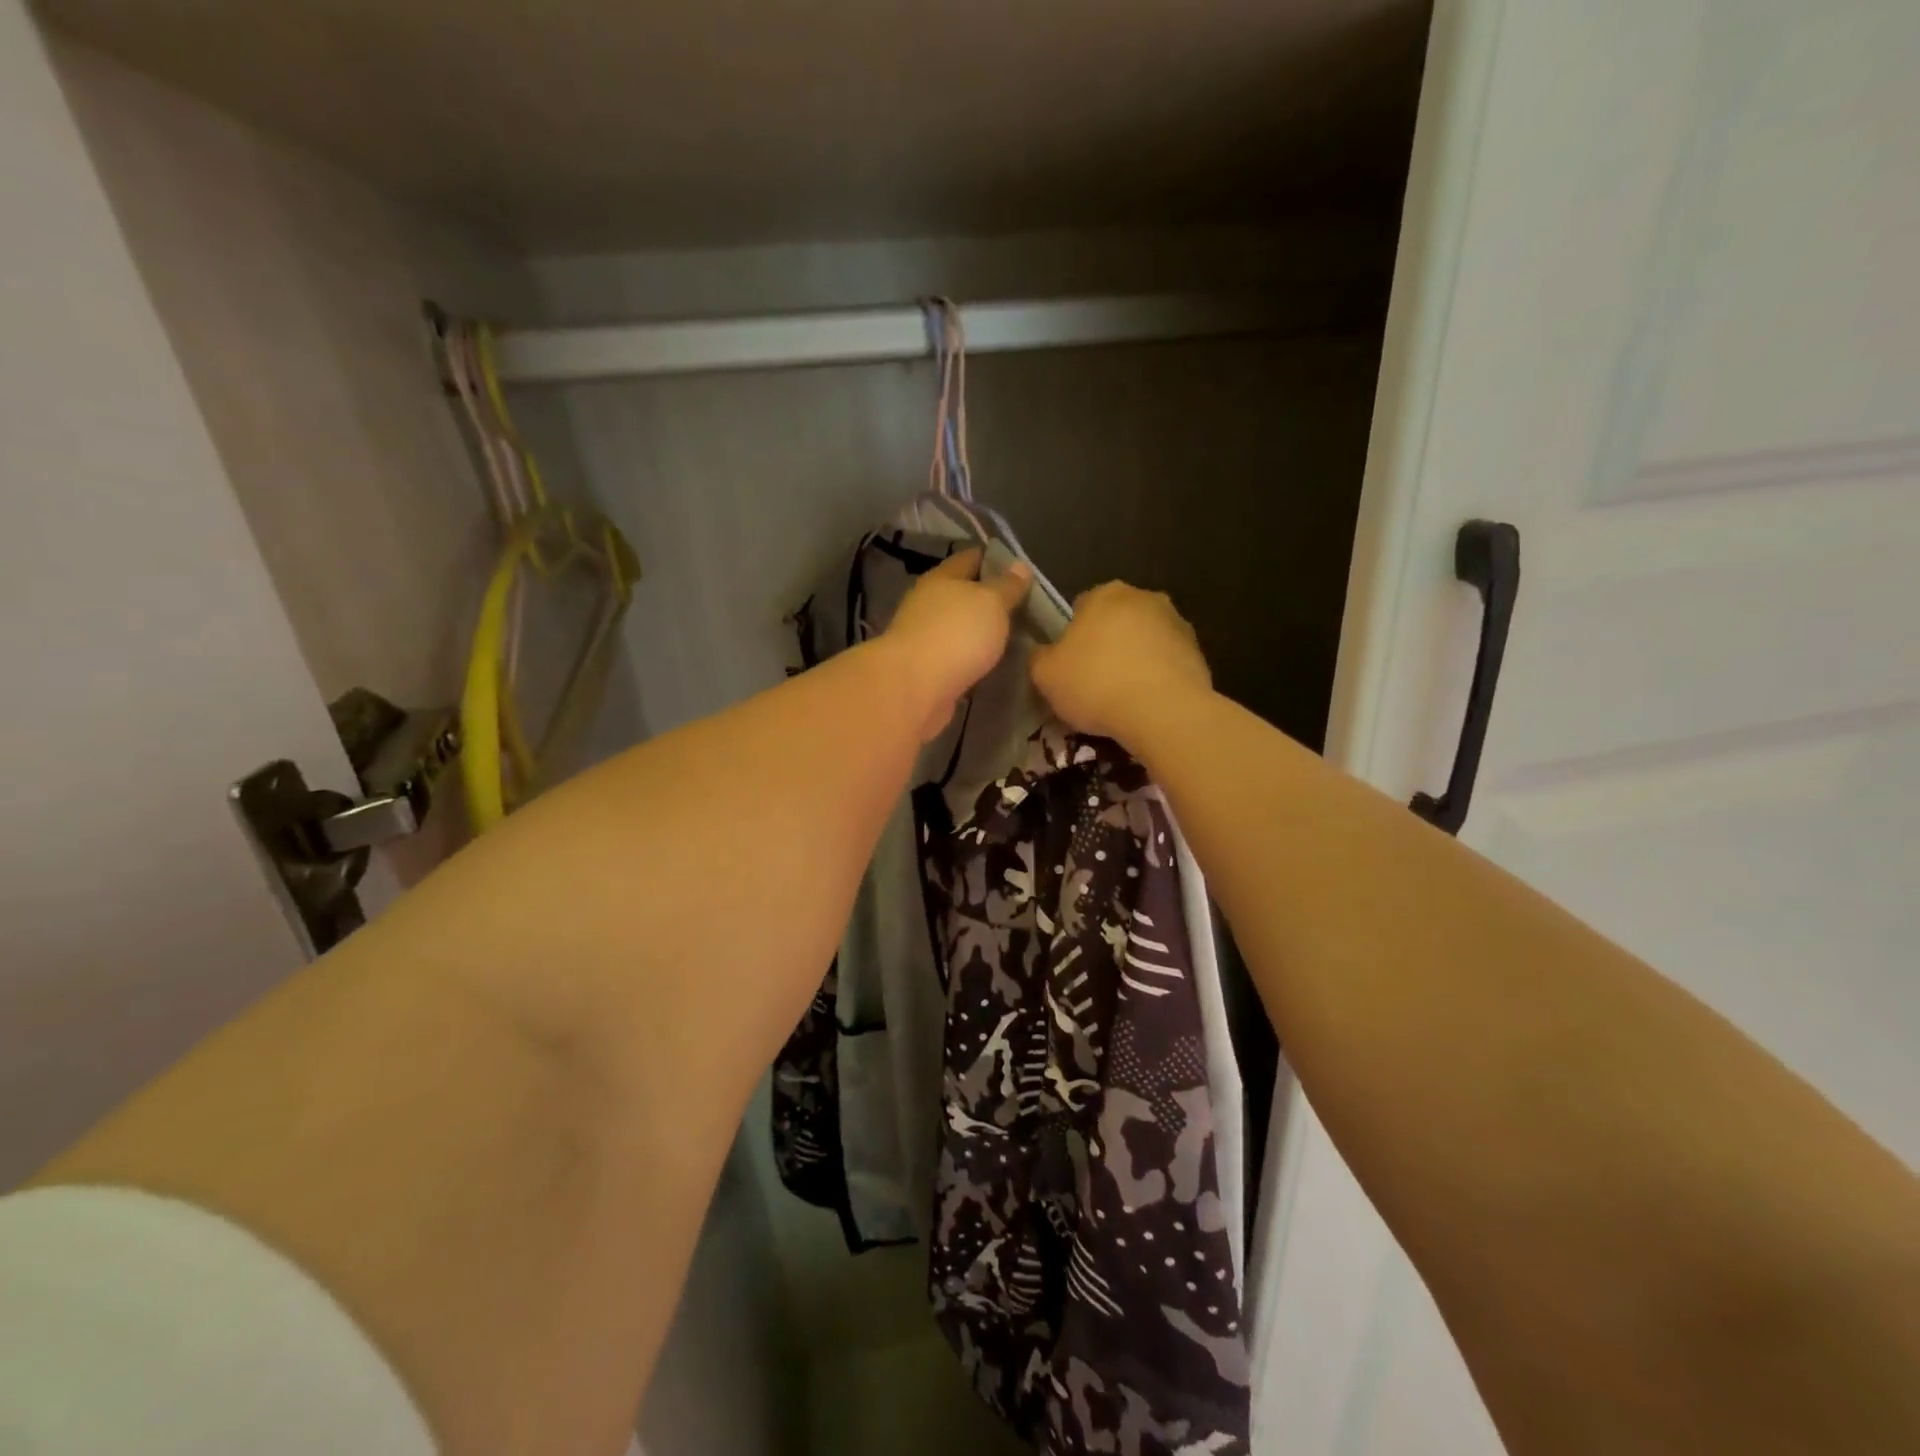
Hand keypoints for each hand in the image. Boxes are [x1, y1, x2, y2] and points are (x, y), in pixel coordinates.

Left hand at [881, 548, 1031, 740]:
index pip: (969, 559)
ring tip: (1013, 637)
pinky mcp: (926, 670)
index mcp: (941, 578)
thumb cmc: (955, 634)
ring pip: (959, 628)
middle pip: (962, 594)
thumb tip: (1020, 566)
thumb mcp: (991, 602)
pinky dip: (971, 658)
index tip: (1020, 568)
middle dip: (989, 599)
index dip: (994, 560)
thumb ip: (1007, 586)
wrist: (914, 688)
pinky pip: (956, 657)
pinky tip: (991, 664)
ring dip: (980, 632)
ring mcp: (924, 638)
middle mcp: (928, 604)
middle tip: (1024, 607)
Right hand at [1030, 582, 1211, 743]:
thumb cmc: (1096, 684)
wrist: (1163, 713)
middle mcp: (1144, 597)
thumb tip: (1043, 653)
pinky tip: (1147, 704)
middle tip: (1093, 681)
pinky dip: (1157, 677)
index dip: (1071, 637)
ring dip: (1134, 659)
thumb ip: (1038, 657)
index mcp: (1105, 593)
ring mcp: (1177, 623)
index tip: (1068, 665)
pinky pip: (1167, 663)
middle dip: (1106, 644)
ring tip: (1122, 697)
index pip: (1080, 607)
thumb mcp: (1045, 675)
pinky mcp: (1199, 653)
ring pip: (1144, 640)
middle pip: (1115, 620)